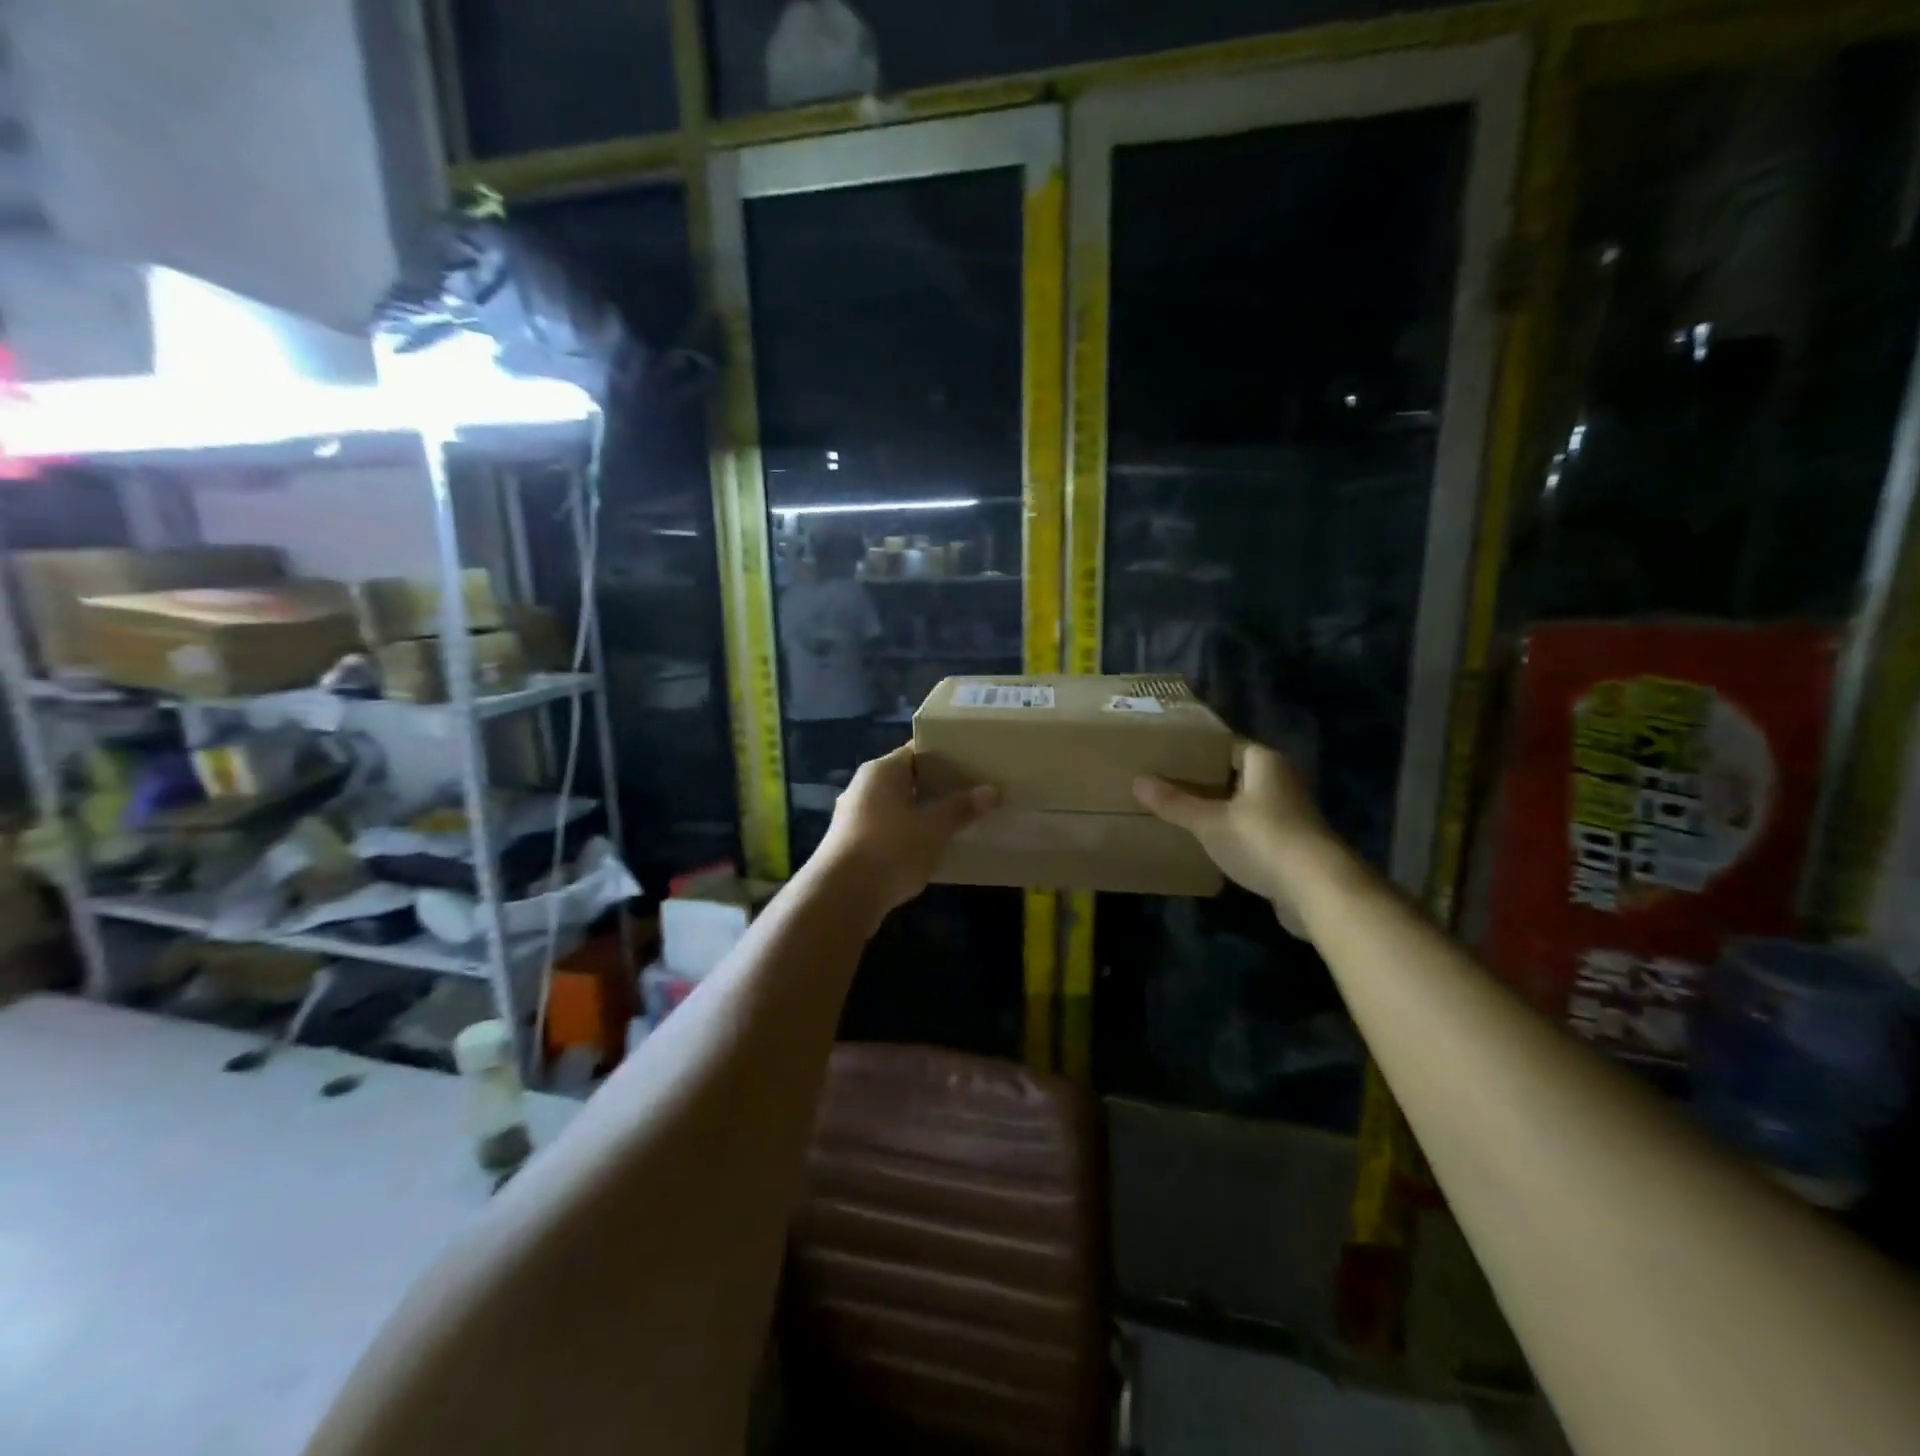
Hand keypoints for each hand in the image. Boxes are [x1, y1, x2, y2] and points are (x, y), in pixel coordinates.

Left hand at [816, 745, 999, 916]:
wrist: (841, 896)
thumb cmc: (891, 849)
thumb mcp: (934, 828)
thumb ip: (961, 808)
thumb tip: (991, 790)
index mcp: (882, 771)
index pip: (917, 751)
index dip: (946, 755)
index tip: (973, 764)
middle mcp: (863, 786)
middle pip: (907, 778)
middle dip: (937, 787)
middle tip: (972, 793)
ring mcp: (854, 815)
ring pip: (897, 806)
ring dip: (922, 813)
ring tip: (956, 821)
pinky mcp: (851, 843)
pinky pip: (887, 829)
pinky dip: (907, 834)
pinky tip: (929, 848)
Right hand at [1133, 743, 1336, 935]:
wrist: (1318, 889)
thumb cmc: (1262, 840)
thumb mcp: (1209, 822)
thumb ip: (1174, 803)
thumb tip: (1138, 781)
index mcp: (1264, 763)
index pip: (1226, 745)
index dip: (1197, 750)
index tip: (1166, 757)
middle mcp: (1280, 781)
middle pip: (1234, 774)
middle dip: (1203, 781)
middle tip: (1165, 784)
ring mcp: (1289, 814)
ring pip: (1243, 803)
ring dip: (1217, 809)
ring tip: (1179, 812)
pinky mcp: (1291, 844)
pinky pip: (1252, 829)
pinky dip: (1231, 833)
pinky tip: (1207, 843)